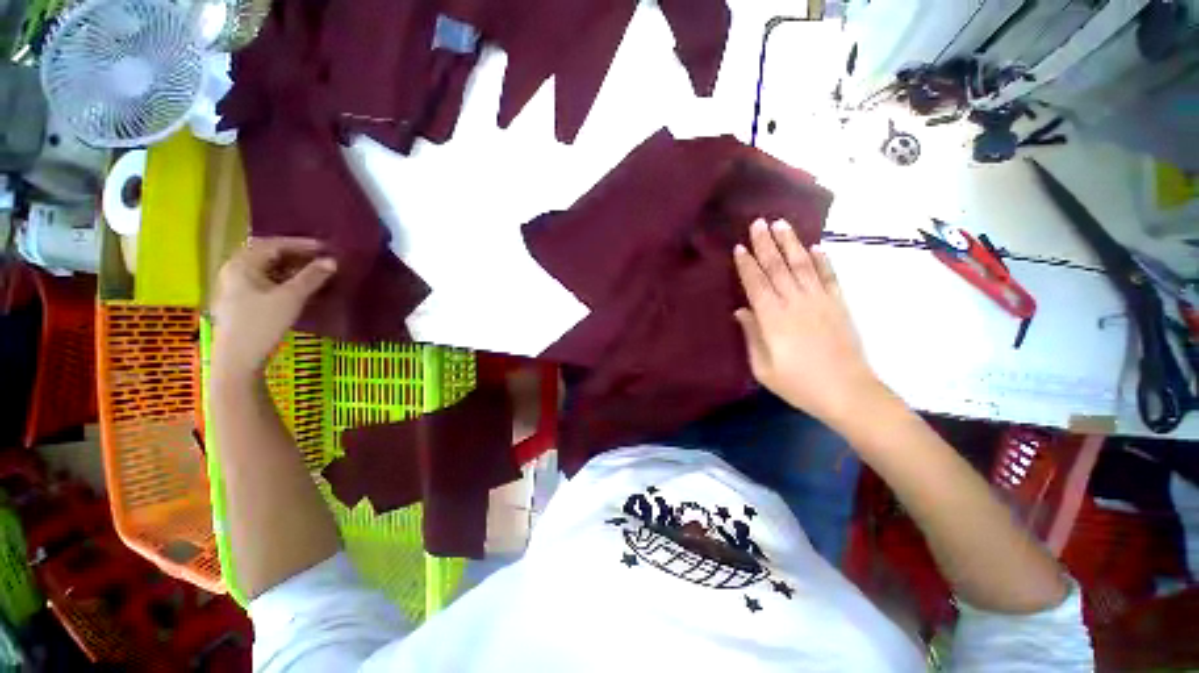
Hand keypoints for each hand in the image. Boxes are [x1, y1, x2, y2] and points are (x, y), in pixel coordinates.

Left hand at [211, 237, 335, 377]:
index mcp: (242, 264)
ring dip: (292, 268)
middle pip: (268, 255)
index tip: (326, 247)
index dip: (301, 244)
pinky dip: (284, 280)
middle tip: (322, 258)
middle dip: (296, 255)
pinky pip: (266, 281)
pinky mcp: (241, 301)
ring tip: (315, 272)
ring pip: (267, 269)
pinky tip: (299, 287)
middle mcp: (235, 270)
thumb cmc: (261, 324)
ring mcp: (236, 287)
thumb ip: (312, 277)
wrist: (238, 359)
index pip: (273, 244)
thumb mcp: (291, 298)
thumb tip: (333, 261)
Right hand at [733, 219, 882, 426]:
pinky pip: (829, 277)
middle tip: (758, 222)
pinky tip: (816, 247)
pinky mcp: (839, 305)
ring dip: (791, 243)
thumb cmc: (798, 384)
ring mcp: (820, 301)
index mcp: (773, 319)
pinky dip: (823, 260)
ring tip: (781, 224)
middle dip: (765, 244)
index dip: (746, 265)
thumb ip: (751, 336)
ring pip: (802, 265)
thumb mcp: (763, 368)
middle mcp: (795, 303)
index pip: (756, 284)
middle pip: (777, 268)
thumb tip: (741, 311)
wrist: (848, 393)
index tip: (739, 247)